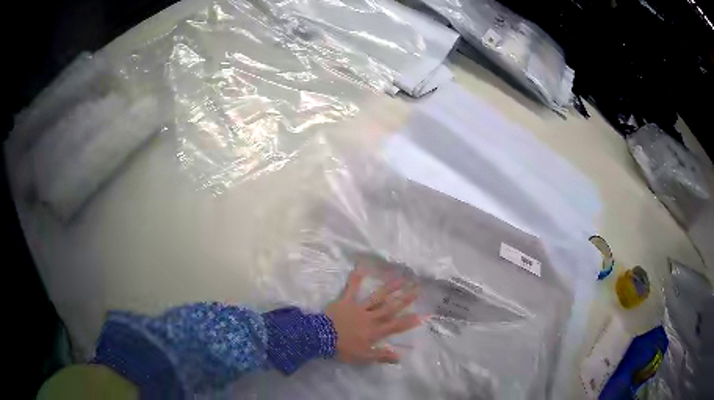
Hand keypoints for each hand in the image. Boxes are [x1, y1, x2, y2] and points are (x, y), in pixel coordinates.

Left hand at [325, 267, 421, 363]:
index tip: (422, 314)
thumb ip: (381, 355)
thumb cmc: (343, 349)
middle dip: (405, 299)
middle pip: (390, 308)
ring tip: (401, 278)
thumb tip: (399, 356)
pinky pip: (351, 289)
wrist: (321, 338)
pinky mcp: (345, 301)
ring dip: (390, 287)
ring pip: (377, 297)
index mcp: (375, 331)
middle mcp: (370, 317)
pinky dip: (356, 278)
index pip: (395, 326)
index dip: (409, 321)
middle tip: (417, 289)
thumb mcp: (363, 356)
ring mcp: (358, 307)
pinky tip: (361, 267)